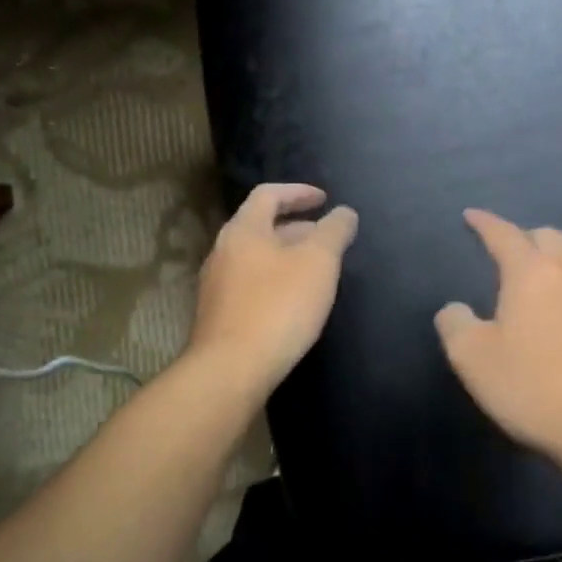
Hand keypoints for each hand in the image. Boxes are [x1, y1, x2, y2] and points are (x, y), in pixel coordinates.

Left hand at [189, 183, 358, 390]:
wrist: (231, 368)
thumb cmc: (278, 306)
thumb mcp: (318, 262)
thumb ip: (334, 232)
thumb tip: (344, 212)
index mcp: (244, 230)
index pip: (269, 195)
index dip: (299, 192)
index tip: (325, 199)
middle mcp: (223, 250)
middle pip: (261, 226)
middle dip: (297, 227)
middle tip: (326, 238)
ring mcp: (216, 284)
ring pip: (256, 257)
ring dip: (286, 256)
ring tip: (315, 270)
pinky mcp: (219, 314)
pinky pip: (251, 284)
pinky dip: (275, 280)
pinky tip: (293, 302)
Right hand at [435, 209, 561, 469]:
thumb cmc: (534, 388)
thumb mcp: (473, 359)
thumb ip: (455, 325)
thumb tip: (455, 309)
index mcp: (532, 274)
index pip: (504, 235)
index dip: (484, 223)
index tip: (471, 216)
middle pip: (548, 238)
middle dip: (523, 238)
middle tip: (504, 254)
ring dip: (551, 266)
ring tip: (534, 290)